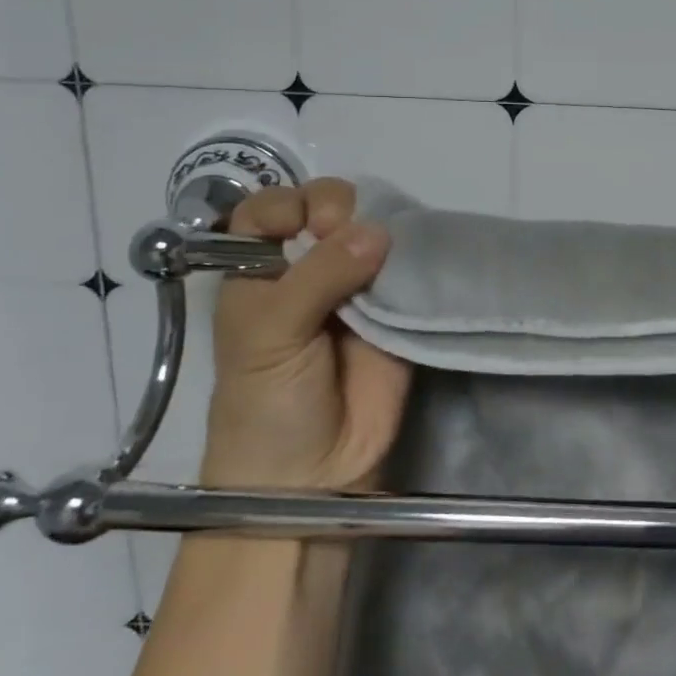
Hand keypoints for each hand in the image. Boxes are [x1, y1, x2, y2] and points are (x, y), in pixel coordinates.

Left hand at [204, 177, 411, 490]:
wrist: (316, 471)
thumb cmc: (267, 401)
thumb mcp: (269, 334)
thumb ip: (317, 276)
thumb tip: (377, 230)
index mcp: (259, 270)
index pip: (270, 209)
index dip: (289, 204)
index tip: (304, 225)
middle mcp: (308, 268)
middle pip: (328, 208)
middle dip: (338, 210)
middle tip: (344, 237)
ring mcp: (357, 285)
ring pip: (372, 230)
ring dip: (381, 228)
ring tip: (385, 253)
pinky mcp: (399, 305)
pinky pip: (409, 267)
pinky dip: (416, 255)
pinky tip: (416, 257)